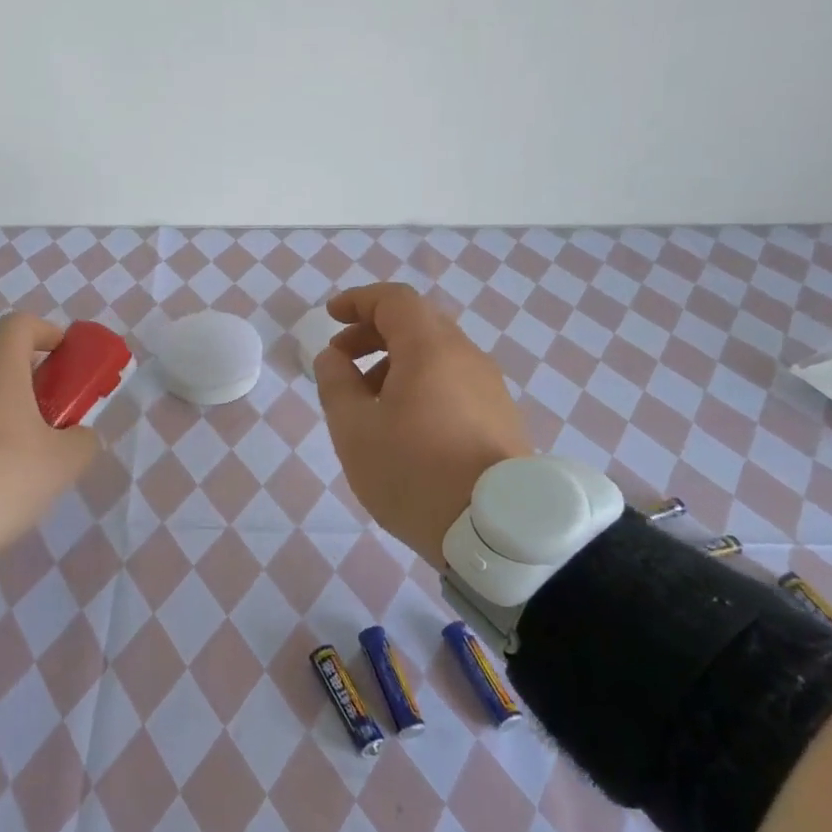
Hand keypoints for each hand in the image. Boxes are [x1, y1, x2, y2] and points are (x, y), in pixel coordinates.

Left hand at [0, 313, 100, 550]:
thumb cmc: (4, 474)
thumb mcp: (63, 462)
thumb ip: (82, 440)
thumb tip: (80, 435)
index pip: (20, 324)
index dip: (46, 332)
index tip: (64, 355)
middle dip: (27, 376)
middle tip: (49, 410)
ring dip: (0, 407)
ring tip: (21, 448)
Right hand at [314, 283, 534, 564]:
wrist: (497, 531)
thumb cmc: (414, 471)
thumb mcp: (354, 429)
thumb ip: (336, 384)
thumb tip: (333, 357)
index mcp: (430, 349)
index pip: (394, 300)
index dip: (358, 301)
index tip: (331, 316)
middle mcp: (466, 357)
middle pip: (417, 324)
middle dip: (372, 333)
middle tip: (341, 360)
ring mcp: (489, 388)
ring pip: (436, 355)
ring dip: (395, 362)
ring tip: (366, 401)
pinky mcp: (500, 417)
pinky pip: (453, 382)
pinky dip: (420, 383)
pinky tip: (403, 425)